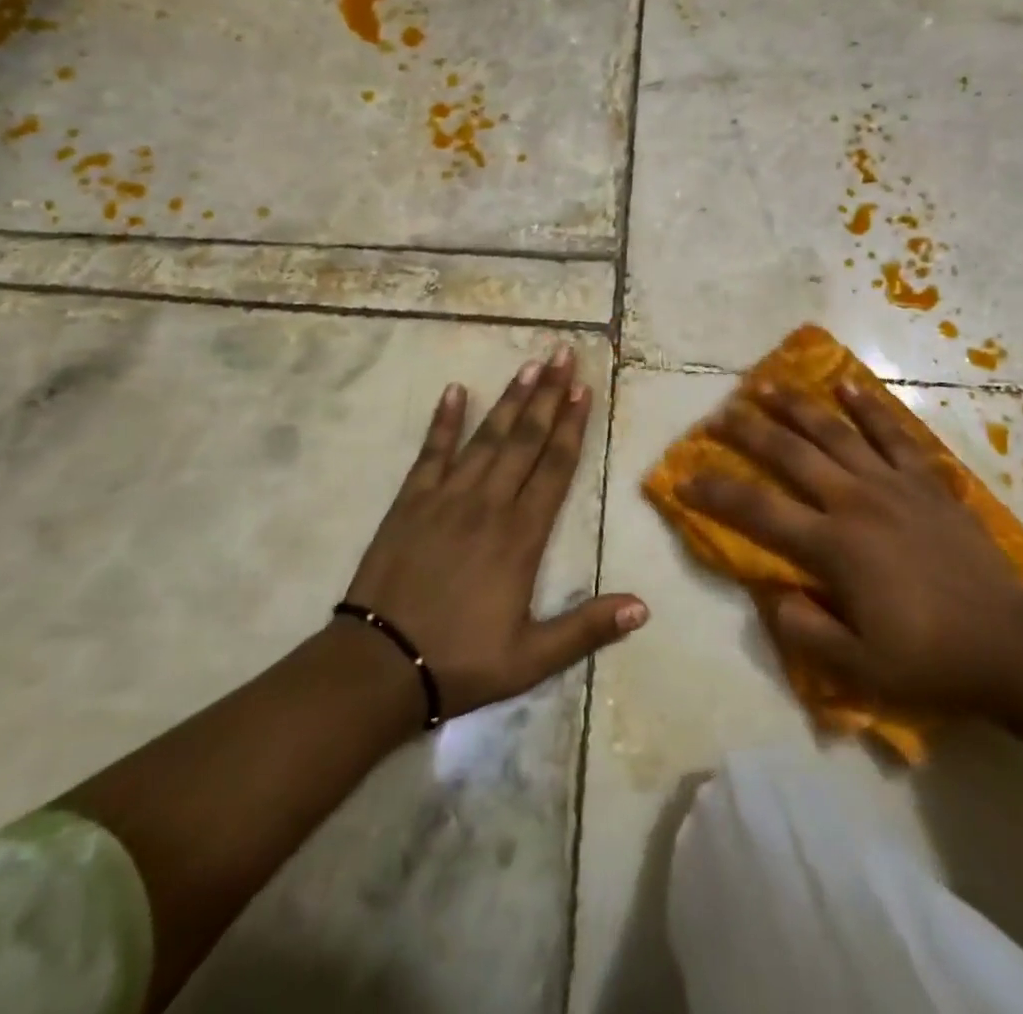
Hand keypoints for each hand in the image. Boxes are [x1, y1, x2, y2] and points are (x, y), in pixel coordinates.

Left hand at [344, 347, 647, 724]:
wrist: (378, 668)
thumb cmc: (461, 660)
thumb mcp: (532, 658)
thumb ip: (587, 627)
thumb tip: (644, 607)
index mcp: (521, 536)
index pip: (554, 468)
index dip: (571, 426)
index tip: (583, 389)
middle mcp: (488, 504)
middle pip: (524, 440)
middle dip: (547, 395)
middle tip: (563, 354)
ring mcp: (446, 498)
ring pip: (486, 437)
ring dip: (509, 398)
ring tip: (529, 364)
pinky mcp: (410, 502)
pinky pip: (431, 453)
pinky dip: (443, 421)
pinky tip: (454, 390)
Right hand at [678, 381, 1022, 719]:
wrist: (1009, 647)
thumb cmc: (929, 659)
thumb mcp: (857, 669)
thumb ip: (806, 630)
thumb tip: (774, 594)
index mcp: (834, 546)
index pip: (759, 511)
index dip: (716, 492)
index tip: (685, 478)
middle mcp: (856, 502)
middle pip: (791, 455)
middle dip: (750, 432)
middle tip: (720, 413)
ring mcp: (894, 485)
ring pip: (835, 433)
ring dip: (797, 406)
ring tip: (767, 384)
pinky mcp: (927, 481)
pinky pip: (893, 434)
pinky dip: (868, 406)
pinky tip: (846, 383)